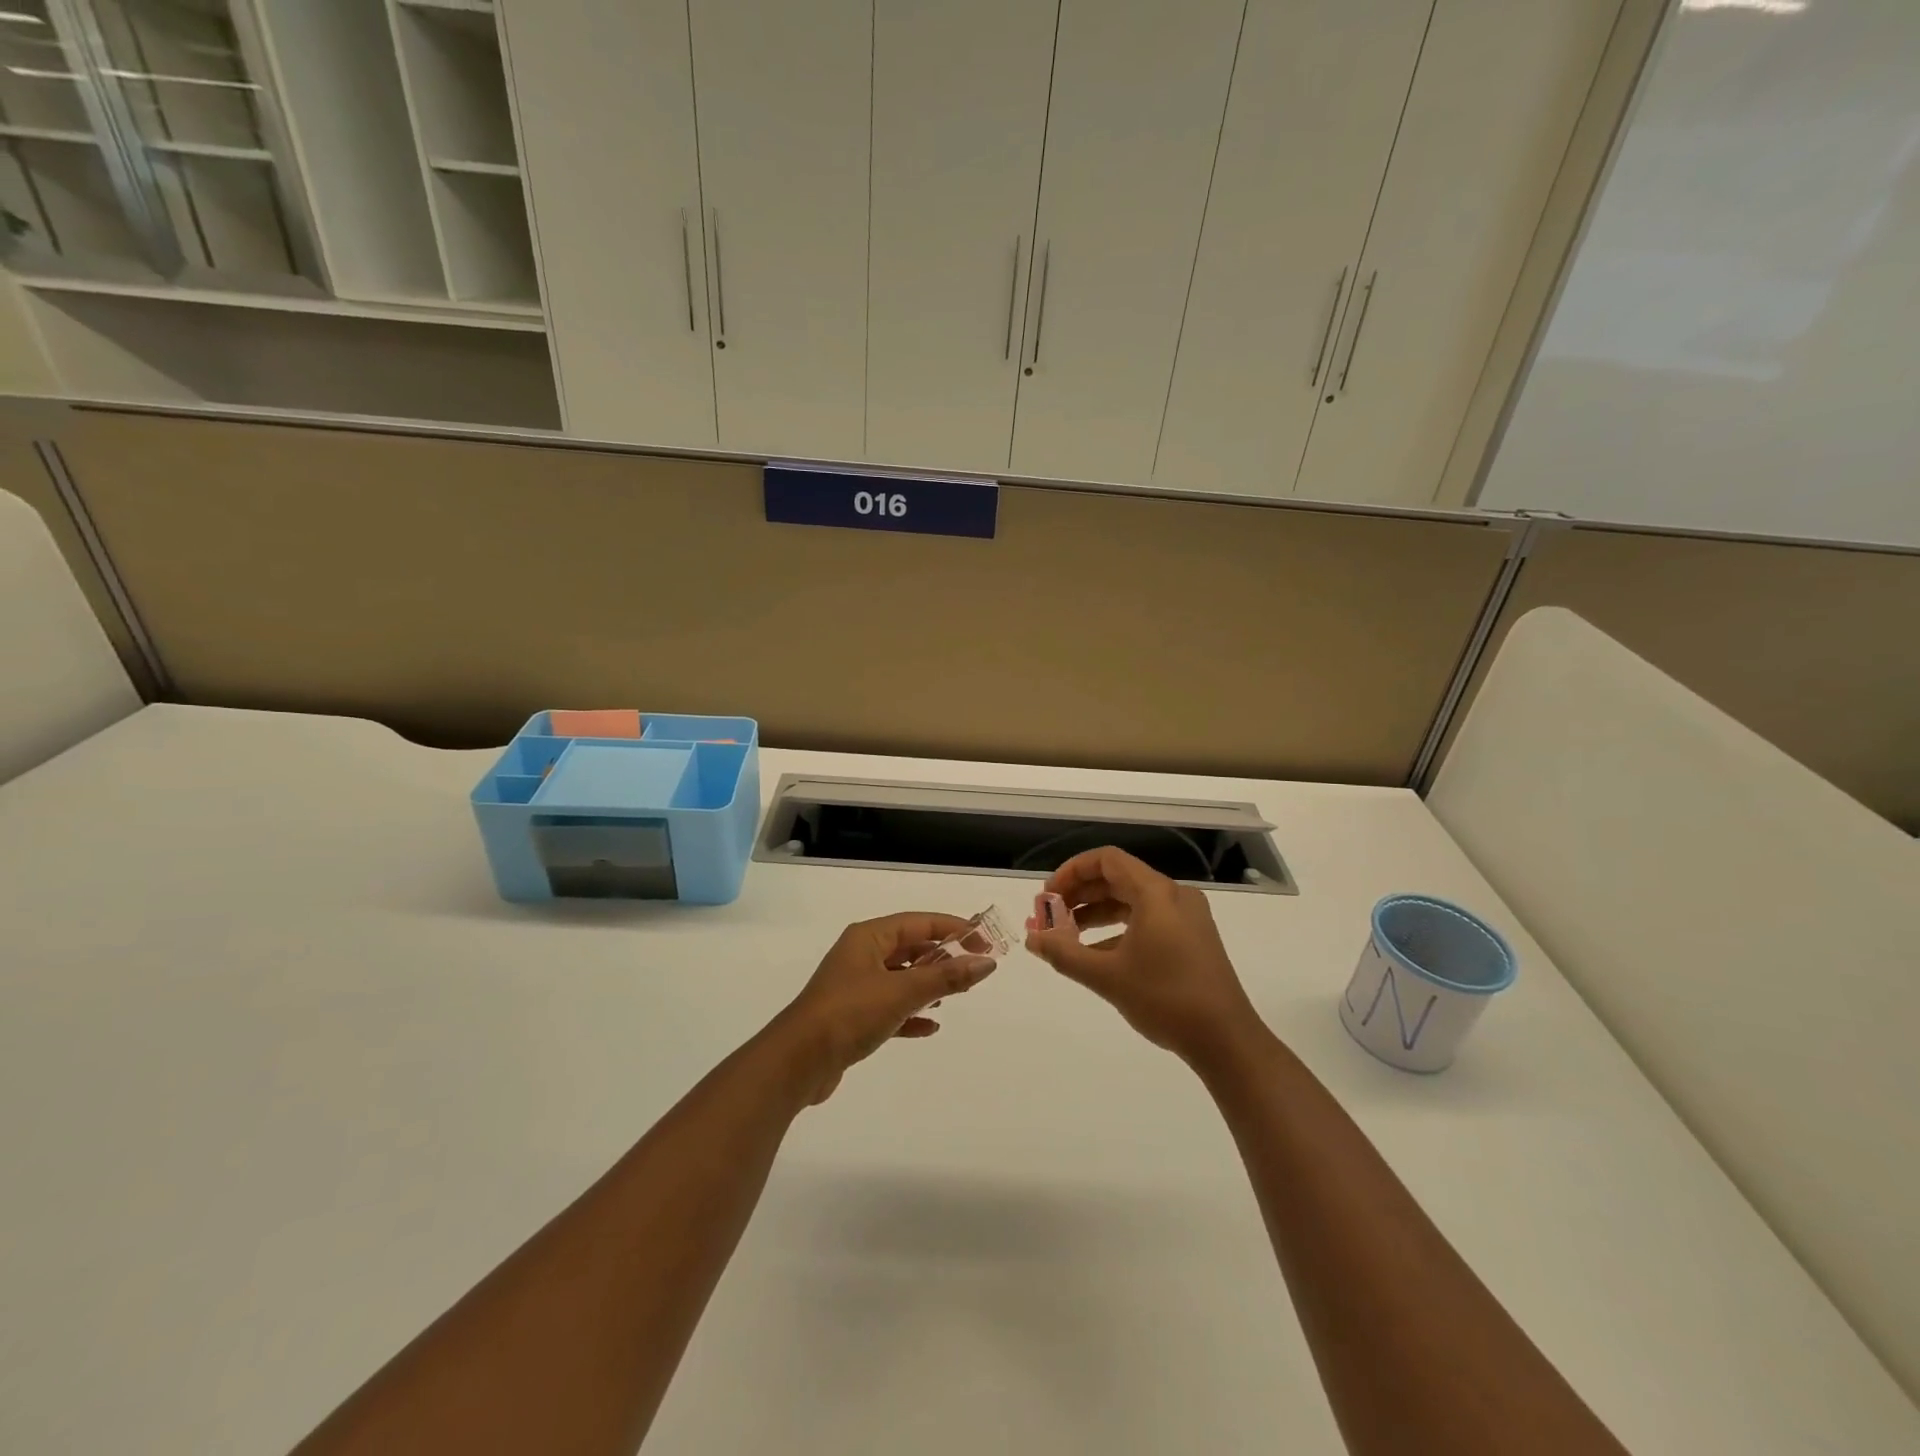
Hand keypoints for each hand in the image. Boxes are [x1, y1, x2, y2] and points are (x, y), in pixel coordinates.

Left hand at [774, 912, 997, 1103]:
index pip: (919, 923)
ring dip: (929, 983)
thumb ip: (946, 977)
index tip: (985, 940)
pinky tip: (930, 1026)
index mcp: (868, 938)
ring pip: (901, 977)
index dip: (953, 928)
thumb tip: (986, 962)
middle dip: (943, 956)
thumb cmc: (849, 1014)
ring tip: (958, 994)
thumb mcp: (901, 992)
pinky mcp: (852, 1017)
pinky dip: (911, 1013)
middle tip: (976, 968)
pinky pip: (890, 1007)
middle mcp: (861, 955)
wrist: (797, 1062)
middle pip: (910, 948)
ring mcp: (855, 986)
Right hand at [1026, 847, 1260, 1066]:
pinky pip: (1148, 920)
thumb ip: (1064, 953)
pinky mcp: (1193, 939)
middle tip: (1051, 916)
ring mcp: (1187, 918)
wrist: (1227, 1041)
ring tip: (1067, 936)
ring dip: (1097, 913)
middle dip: (1080, 894)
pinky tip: (1097, 956)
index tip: (1048, 896)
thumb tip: (1032, 939)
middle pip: (1118, 878)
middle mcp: (1174, 896)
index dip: (1072, 871)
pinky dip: (1119, 929)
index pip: (1107, 860)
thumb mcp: (1107, 976)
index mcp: (1156, 893)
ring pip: (1132, 901)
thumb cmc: (1165, 999)